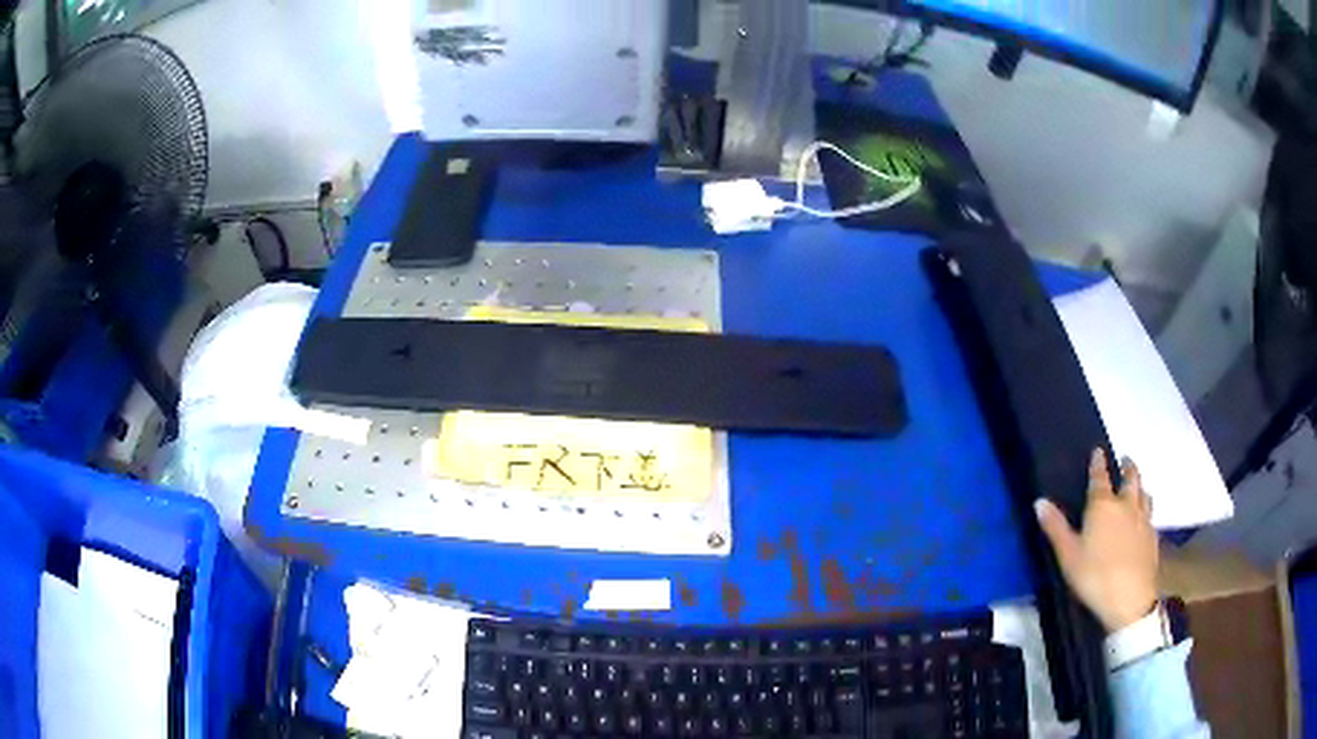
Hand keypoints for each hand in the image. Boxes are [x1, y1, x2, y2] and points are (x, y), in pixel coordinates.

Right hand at [1034, 449, 1158, 632]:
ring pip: (1144, 494)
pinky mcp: (1153, 537)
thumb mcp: (1068, 555)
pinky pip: (1151, 515)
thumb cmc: (1094, 575)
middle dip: (1127, 467)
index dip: (1098, 463)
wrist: (1129, 598)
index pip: (1100, 477)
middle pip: (1131, 479)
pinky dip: (1146, 509)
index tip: (1098, 450)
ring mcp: (1143, 520)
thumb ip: (1055, 527)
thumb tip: (1039, 501)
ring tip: (1137, 487)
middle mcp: (1126, 505)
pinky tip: (1144, 519)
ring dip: (1140, 486)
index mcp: (1103, 506)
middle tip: (1125, 460)